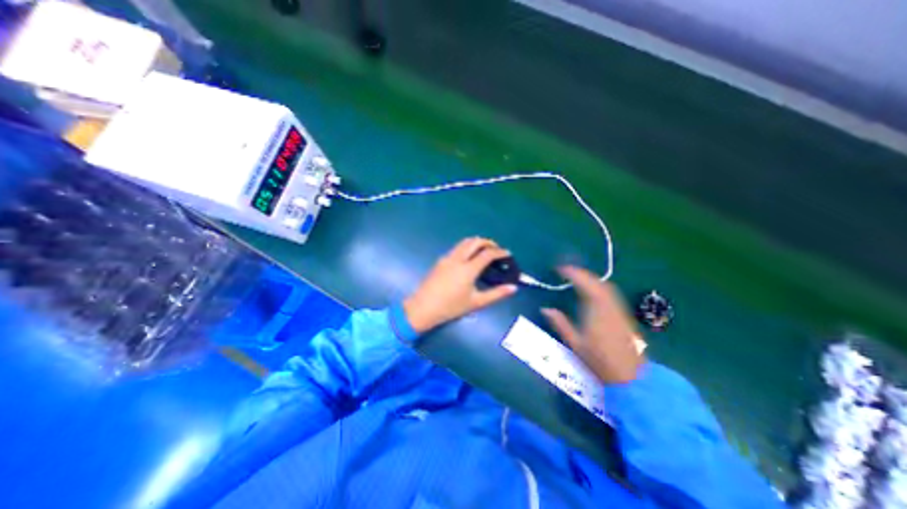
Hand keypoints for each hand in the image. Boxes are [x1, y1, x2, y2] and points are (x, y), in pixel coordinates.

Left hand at [404, 239, 516, 332]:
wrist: (423, 308)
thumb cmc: (451, 307)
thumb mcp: (476, 303)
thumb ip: (496, 294)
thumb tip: (513, 288)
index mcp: (468, 268)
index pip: (487, 254)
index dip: (500, 252)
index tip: (508, 254)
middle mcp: (458, 258)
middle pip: (475, 241)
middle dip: (488, 242)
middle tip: (497, 250)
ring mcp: (447, 258)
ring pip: (464, 242)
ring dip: (477, 242)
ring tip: (485, 251)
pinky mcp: (440, 260)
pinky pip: (457, 248)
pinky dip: (467, 247)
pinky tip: (469, 258)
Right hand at [536, 269, 643, 384]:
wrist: (631, 378)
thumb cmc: (599, 361)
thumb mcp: (575, 343)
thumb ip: (560, 324)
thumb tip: (545, 309)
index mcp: (596, 311)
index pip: (585, 285)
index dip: (573, 273)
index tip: (560, 269)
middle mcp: (609, 306)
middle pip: (597, 282)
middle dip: (582, 273)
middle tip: (567, 272)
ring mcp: (619, 310)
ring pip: (606, 286)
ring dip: (591, 279)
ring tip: (577, 278)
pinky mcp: (624, 315)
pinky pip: (611, 293)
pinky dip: (599, 286)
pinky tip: (593, 291)